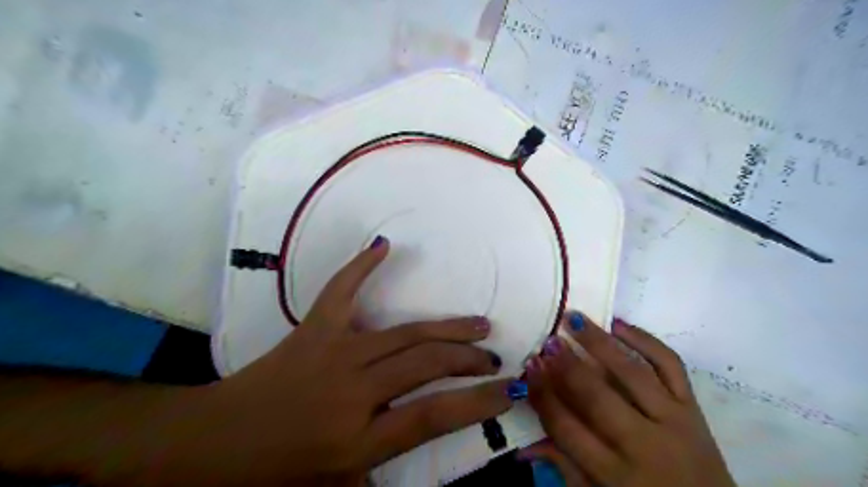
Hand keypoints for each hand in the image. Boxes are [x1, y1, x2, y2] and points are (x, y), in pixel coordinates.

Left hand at [179, 237, 509, 483]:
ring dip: (447, 328)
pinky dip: (361, 266)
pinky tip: (384, 246)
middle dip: (469, 360)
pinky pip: (341, 290)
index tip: (508, 389)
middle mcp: (353, 391)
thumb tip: (424, 441)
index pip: (434, 416)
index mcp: (358, 440)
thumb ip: (383, 470)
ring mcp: (334, 352)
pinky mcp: (314, 329)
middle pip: (426, 365)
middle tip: (493, 357)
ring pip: (404, 334)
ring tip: (477, 324)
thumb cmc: (274, 472)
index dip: (478, 402)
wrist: (212, 443)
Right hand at [517, 313, 734, 485]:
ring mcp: (673, 420)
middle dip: (568, 366)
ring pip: (632, 373)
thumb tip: (524, 445)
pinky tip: (619, 324)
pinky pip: (671, 365)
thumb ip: (564, 469)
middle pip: (598, 397)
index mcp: (615, 474)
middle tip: (549, 341)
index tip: (531, 367)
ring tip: (575, 320)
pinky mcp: (693, 407)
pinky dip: (646, 340)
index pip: (567, 428)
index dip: (545, 395)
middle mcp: (644, 444)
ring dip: (600, 343)